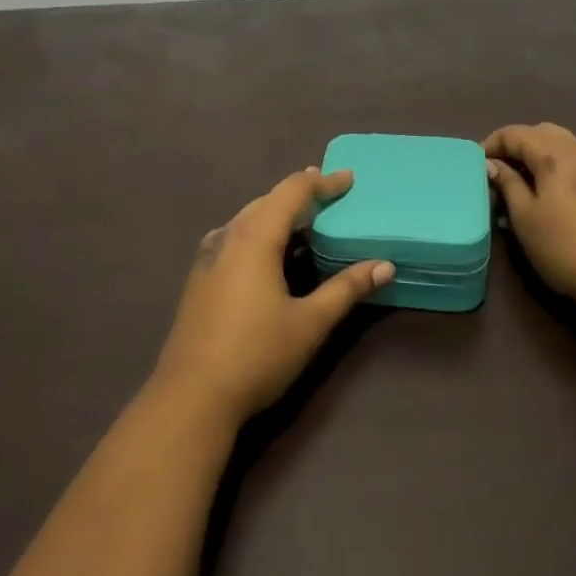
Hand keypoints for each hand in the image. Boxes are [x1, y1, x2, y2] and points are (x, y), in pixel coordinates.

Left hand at [152, 168, 392, 426]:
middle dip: (299, 194)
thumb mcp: (310, 323)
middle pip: (267, 201)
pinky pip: (236, 238)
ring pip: (248, 219)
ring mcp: (209, 257)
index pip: (292, 192)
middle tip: (330, 194)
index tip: (348, 179)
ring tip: (305, 220)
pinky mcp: (201, 278)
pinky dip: (260, 232)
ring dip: (278, 213)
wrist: (191, 396)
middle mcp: (228, 236)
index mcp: (254, 237)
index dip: (322, 183)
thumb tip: (384, 266)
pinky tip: (270, 252)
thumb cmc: (256, 354)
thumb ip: (346, 289)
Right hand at [484, 123, 575, 310]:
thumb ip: (507, 184)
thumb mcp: (525, 217)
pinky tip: (549, 194)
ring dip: (538, 155)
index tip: (476, 164)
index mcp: (556, 154)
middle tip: (499, 169)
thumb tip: (492, 164)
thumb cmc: (564, 246)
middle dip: (517, 145)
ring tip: (521, 183)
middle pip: (542, 132)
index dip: (492, 144)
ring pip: (562, 145)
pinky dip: (557, 166)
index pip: (516, 134)